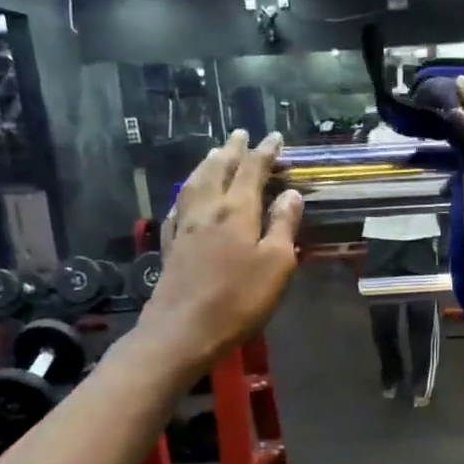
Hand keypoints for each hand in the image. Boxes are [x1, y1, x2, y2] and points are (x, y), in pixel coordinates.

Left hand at [141, 130, 303, 367]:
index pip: (252, 170)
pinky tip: (187, 196)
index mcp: (236, 210)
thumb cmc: (239, 298)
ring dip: (207, 164)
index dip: (265, 152)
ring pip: (194, 183)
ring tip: (215, 153)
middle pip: (218, 169)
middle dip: (232, 150)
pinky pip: (179, 207)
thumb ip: (283, 225)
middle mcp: (207, 209)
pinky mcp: (171, 246)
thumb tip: (292, 194)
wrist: (184, 329)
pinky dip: (187, 192)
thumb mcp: (276, 264)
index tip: (276, 138)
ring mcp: (184, 226)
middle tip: (240, 134)